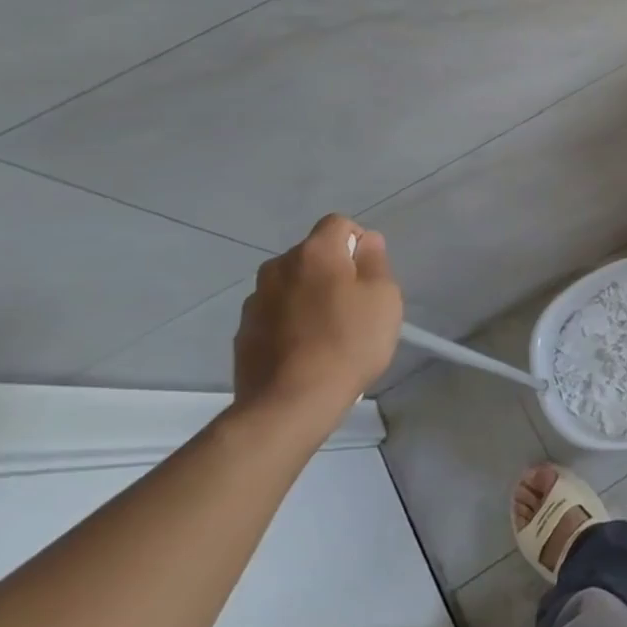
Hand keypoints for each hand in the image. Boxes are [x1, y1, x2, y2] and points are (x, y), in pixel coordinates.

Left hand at [233, 214, 403, 428]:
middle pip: (312, 254)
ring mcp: (255, 300)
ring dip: (308, 295)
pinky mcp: (243, 332)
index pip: (338, 224)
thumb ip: (376, 261)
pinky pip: (274, 313)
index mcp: (315, 252)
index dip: (358, 242)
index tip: (369, 274)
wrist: (291, 402)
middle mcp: (278, 267)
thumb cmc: (349, 342)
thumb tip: (366, 241)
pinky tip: (304, 350)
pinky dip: (289, 321)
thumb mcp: (383, 297)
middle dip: (332, 269)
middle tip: (354, 304)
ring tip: (327, 330)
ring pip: (291, 284)